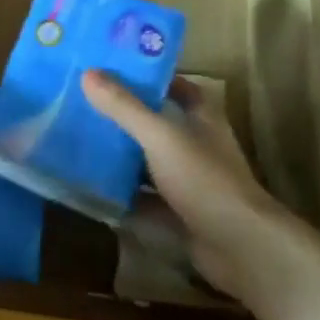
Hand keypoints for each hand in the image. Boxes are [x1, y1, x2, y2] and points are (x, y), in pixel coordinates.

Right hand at [82, 70, 304, 300]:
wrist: (240, 247)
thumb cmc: (204, 180)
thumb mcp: (160, 137)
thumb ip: (125, 107)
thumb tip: (87, 74)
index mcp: (202, 119)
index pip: (179, 88)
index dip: (152, 78)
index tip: (116, 72)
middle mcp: (198, 146)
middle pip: (159, 124)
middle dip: (126, 116)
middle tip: (85, 104)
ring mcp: (190, 182)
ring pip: (150, 162)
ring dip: (122, 155)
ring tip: (80, 142)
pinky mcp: (180, 213)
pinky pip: (145, 197)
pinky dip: (123, 194)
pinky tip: (92, 188)